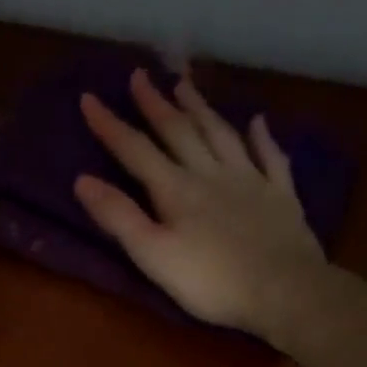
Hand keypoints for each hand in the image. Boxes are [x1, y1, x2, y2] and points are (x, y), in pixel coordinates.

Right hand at [75, 69, 325, 337]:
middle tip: (140, 76)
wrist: (284, 290)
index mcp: (176, 190)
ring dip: (201, 109)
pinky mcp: (281, 196)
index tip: (89, 97)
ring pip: (221, 135)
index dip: (110, 125)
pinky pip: (270, 157)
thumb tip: (82, 180)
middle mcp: (211, 174)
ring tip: (186, 85)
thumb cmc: (210, 281)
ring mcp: (250, 181)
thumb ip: (119, 217)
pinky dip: (262, 137)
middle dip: (156, 104)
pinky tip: (258, 121)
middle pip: (179, 132)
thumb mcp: (152, 254)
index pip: (136, 151)